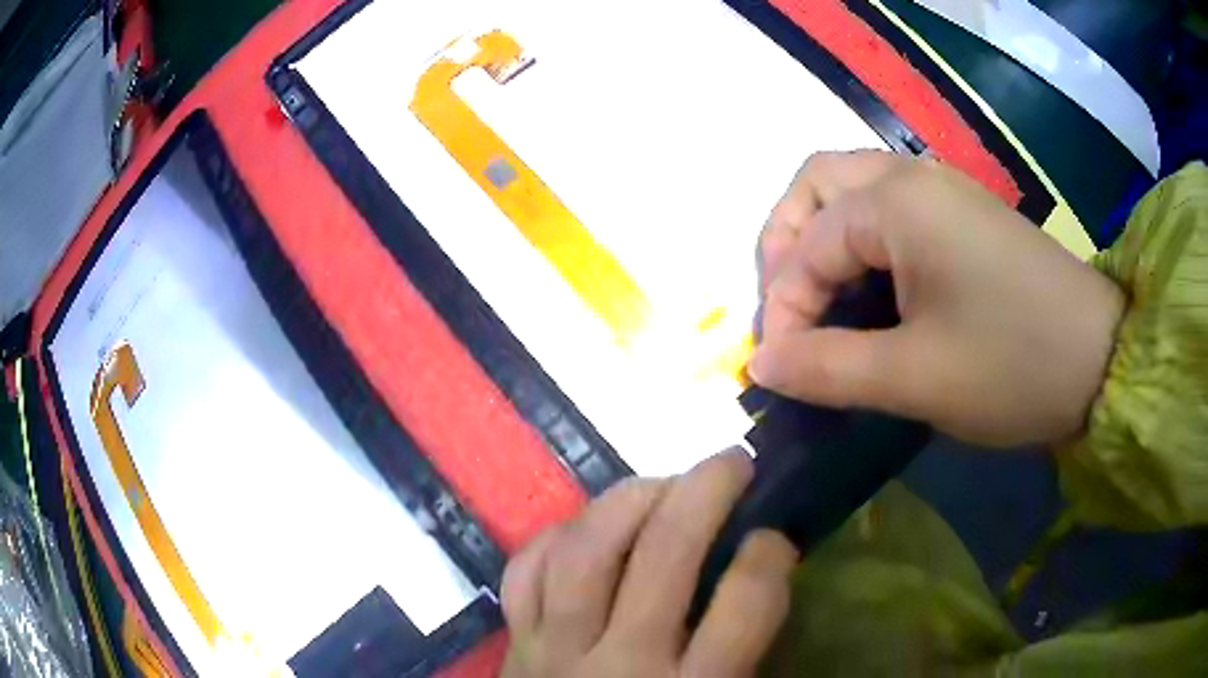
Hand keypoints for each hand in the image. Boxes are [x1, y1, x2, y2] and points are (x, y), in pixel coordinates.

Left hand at [501, 451, 797, 677]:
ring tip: (663, 482)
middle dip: (706, 491)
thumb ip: (744, 656)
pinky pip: (525, 570)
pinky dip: (557, 535)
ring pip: (586, 550)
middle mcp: (623, 664)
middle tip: (732, 462)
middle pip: (665, 555)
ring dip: (630, 498)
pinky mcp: (515, 643)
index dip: (769, 555)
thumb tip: (765, 581)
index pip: (745, 605)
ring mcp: (557, 649)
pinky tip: (587, 526)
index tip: (775, 535)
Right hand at [752, 150, 1123, 446]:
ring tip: (823, 300)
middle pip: (817, 185)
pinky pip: (890, 209)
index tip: (781, 371)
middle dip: (787, 244)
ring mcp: (943, 190)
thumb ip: (828, 368)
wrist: (1100, 360)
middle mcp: (913, 176)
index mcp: (898, 203)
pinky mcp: (964, 214)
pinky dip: (862, 242)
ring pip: (853, 191)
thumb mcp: (914, 378)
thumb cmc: (1012, 366)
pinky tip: (874, 290)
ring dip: (823, 238)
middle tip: (791, 308)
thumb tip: (761, 364)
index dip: (783, 310)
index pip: (806, 246)